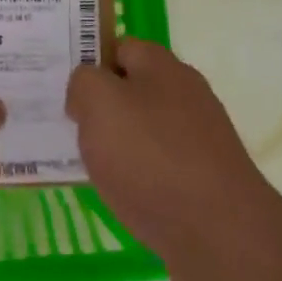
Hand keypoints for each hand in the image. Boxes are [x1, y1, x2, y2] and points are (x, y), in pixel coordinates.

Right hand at [66, 39, 274, 269]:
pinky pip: (160, 164)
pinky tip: (123, 194)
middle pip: (133, 89)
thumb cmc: (151, 157)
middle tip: (69, 127)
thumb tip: (87, 89)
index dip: (89, 62)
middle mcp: (186, 94)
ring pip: (145, 129)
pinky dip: (138, 175)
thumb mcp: (100, 104)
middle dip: (101, 106)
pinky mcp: (206, 177)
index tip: (61, 88)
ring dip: (118, 143)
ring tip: (90, 164)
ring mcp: (200, 137)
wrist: (220, 233)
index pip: (119, 47)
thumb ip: (84, 83)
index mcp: (163, 66)